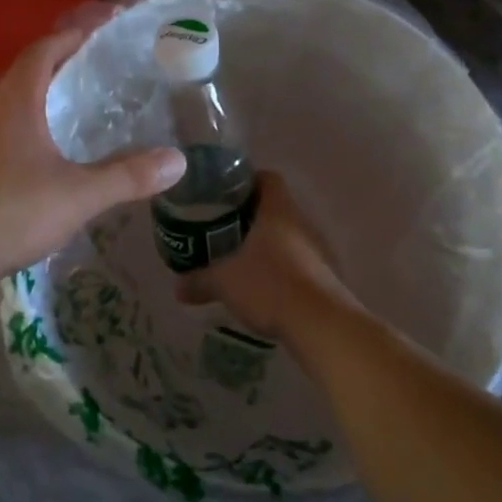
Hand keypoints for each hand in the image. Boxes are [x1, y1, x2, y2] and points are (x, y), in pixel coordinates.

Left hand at [0, 29, 186, 296]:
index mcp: (16, 103)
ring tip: (59, 105)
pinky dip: (15, 128)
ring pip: (0, 103)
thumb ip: (127, 177)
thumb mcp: (79, 195)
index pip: (43, 51)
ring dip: (28, 94)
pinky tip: (31, 154)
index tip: (99, 25)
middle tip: (82, 64)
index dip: (71, 34)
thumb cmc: (10, 213)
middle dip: (50, 60)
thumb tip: (178, 160)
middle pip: (18, 71)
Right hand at [178, 172, 349, 337]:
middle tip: (221, 229)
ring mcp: (317, 249)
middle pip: (275, 208)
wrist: (320, 323)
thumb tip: (177, 287)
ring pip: (286, 236)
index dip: (246, 181)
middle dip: (248, 217)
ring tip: (238, 259)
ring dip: (265, 244)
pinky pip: (296, 261)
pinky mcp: (324, 275)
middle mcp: (301, 223)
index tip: (224, 195)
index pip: (267, 178)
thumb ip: (199, 280)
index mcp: (278, 211)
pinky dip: (278, 268)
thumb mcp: (224, 282)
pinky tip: (260, 285)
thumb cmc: (269, 285)